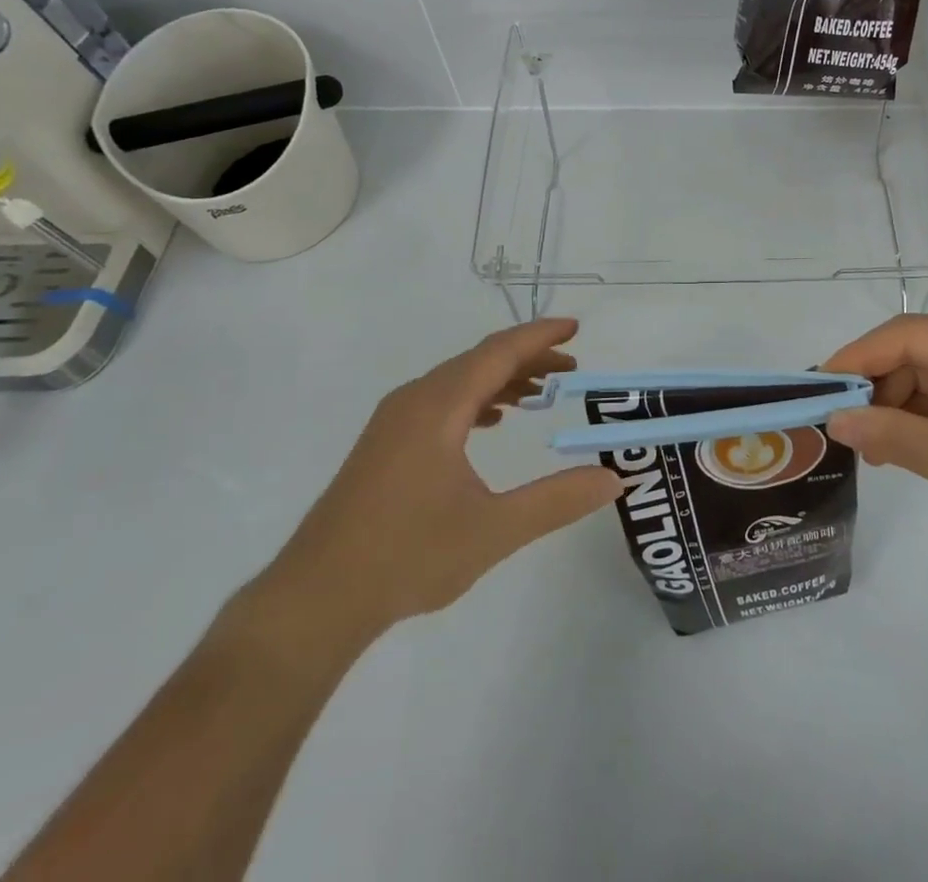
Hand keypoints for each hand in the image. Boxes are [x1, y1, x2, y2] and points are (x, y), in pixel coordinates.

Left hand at [249, 319, 622, 668]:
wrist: (315, 599)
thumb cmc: (407, 557)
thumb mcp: (494, 530)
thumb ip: (557, 500)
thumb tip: (612, 479)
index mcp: (438, 406)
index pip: (498, 352)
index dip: (540, 336)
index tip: (577, 328)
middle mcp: (414, 400)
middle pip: (479, 361)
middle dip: (527, 358)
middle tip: (571, 370)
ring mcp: (394, 421)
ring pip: (458, 381)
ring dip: (501, 380)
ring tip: (540, 394)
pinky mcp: (384, 444)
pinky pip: (440, 402)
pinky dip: (475, 401)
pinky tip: (491, 424)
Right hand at [823, 316, 927, 575]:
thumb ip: (895, 436)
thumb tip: (834, 419)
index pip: (908, 336)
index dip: (858, 358)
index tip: (817, 387)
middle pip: (914, 355)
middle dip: (875, 388)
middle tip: (838, 427)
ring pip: (924, 379)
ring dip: (893, 409)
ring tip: (866, 448)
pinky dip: (916, 423)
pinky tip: (893, 449)